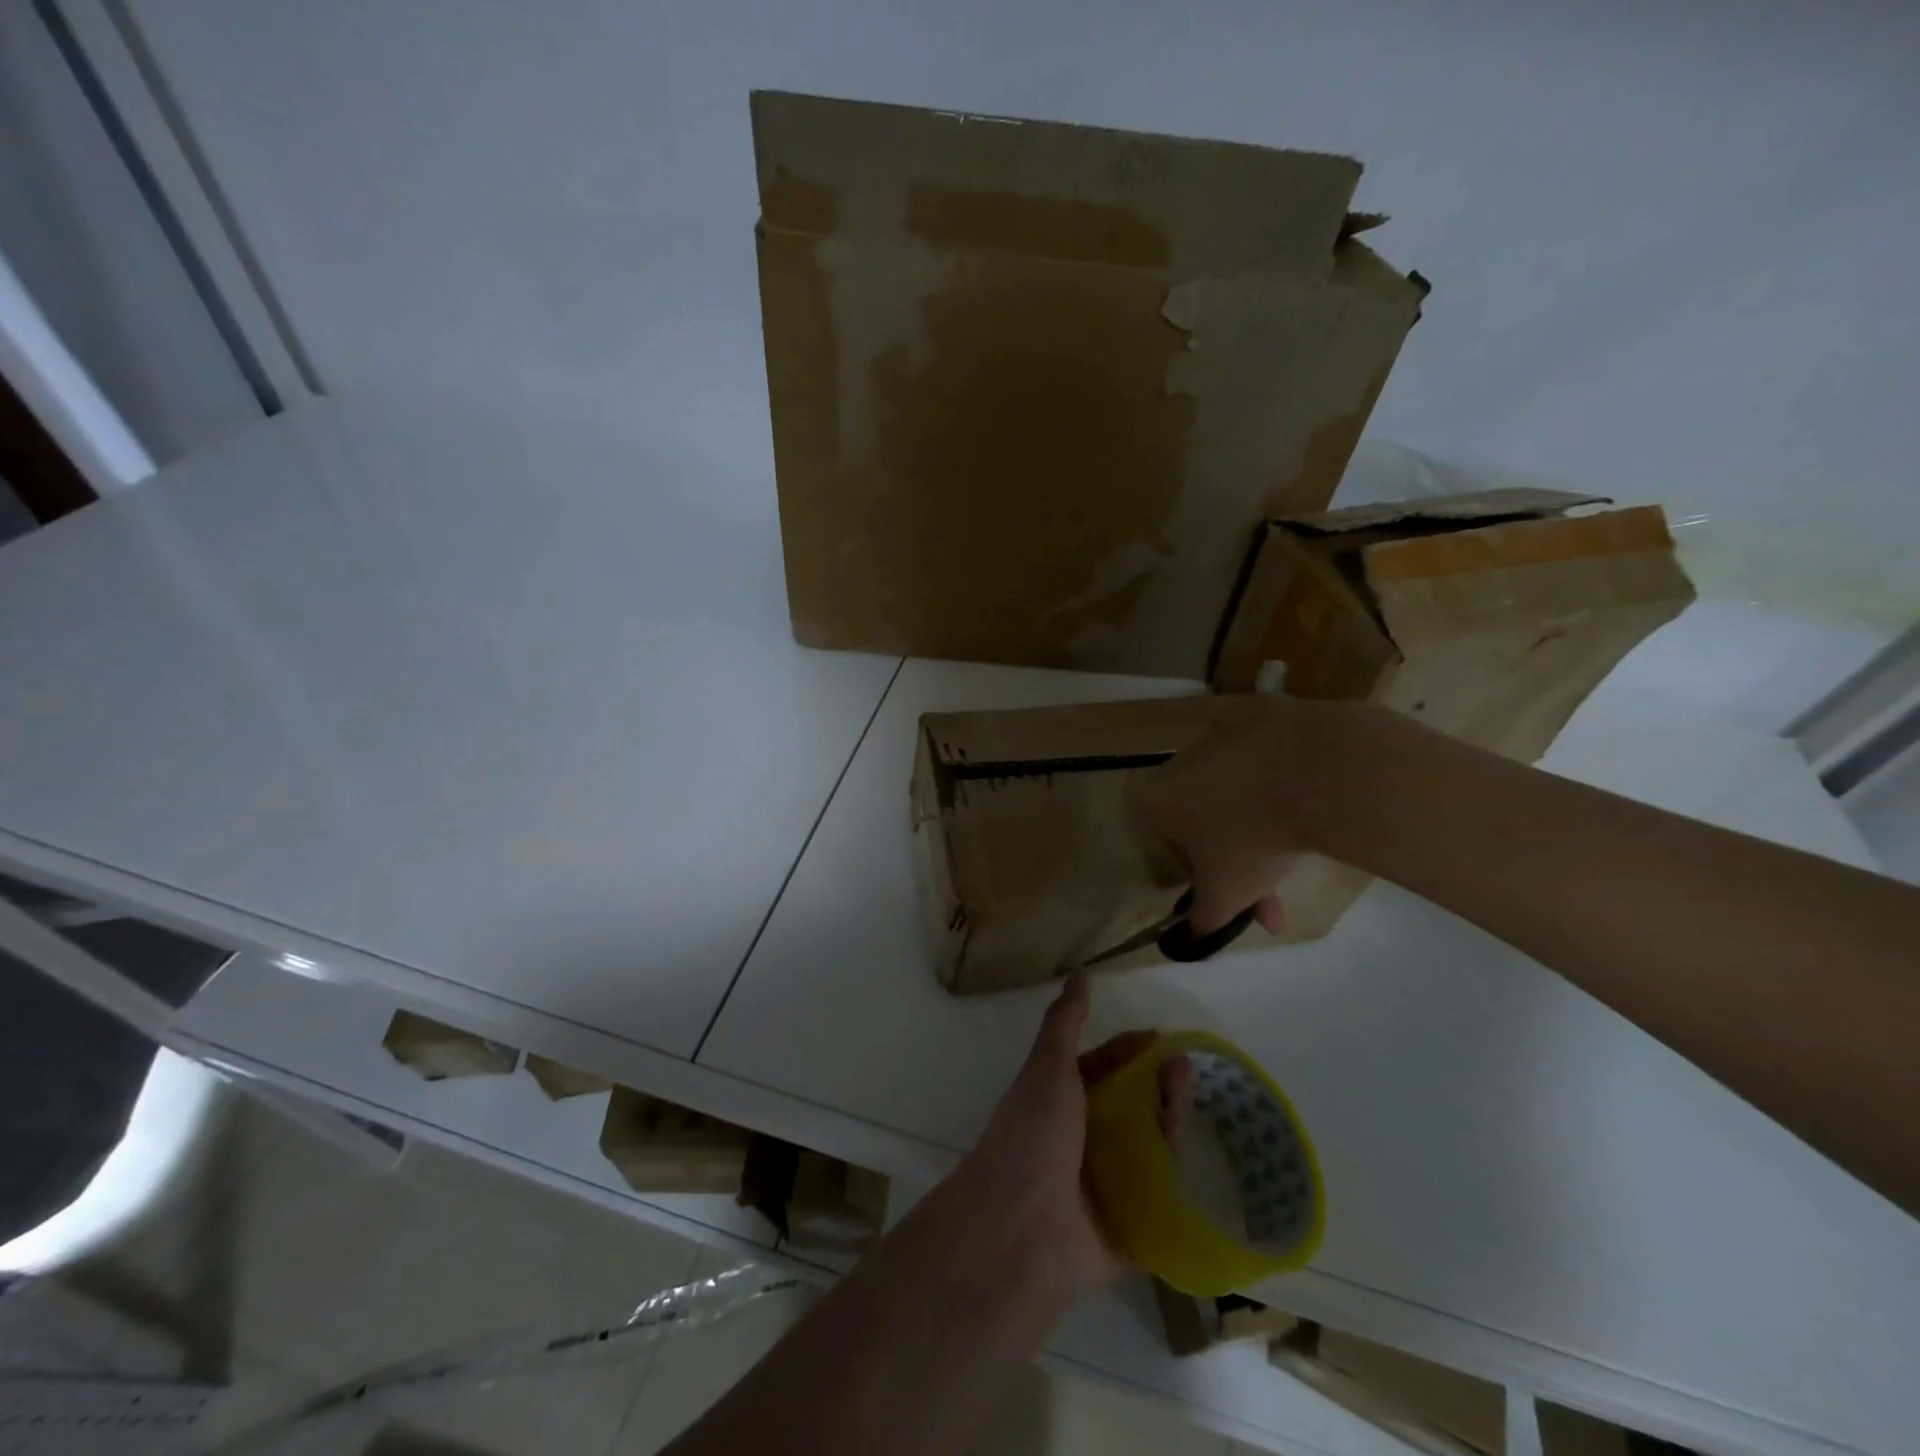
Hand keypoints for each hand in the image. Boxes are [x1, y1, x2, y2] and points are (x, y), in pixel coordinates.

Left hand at [952, 974, 1182, 1298]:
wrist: (1022, 1228)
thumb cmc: (1033, 1134)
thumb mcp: (1048, 1066)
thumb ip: (1065, 1020)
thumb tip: (1080, 974)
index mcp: (1061, 1102)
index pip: (1105, 1068)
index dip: (1134, 1051)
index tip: (1168, 1042)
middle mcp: (1081, 1141)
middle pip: (1131, 1107)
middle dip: (1160, 1088)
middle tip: (1188, 1073)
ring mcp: (1105, 1187)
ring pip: (1150, 1151)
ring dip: (1173, 1128)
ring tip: (1192, 1107)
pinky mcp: (1127, 1231)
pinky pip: (1162, 1205)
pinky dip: (1182, 1187)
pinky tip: (1208, 1167)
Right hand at [1131, 697, 1388, 934]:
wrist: (1320, 772)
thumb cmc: (1253, 839)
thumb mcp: (1226, 896)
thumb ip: (1203, 921)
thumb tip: (1190, 941)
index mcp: (1156, 797)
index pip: (1152, 831)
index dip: (1180, 861)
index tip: (1210, 881)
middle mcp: (1180, 761)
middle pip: (1199, 817)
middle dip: (1231, 860)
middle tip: (1266, 896)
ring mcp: (1224, 736)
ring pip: (1235, 794)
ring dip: (1259, 832)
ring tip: (1298, 864)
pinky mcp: (1265, 719)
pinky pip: (1266, 767)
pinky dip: (1281, 791)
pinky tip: (1307, 814)